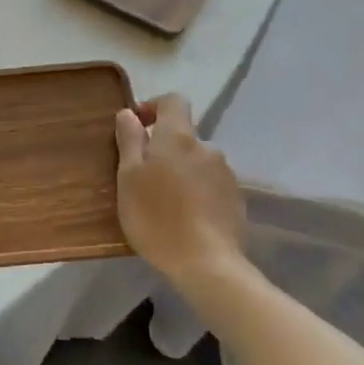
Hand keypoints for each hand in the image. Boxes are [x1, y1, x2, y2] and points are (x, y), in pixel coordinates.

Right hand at [114, 94, 246, 284]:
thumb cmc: (156, 217)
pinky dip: (195, 191)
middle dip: (163, 148)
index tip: (136, 127)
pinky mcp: (235, 199)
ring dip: (179, 171)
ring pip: (196, 161)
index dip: (153, 106)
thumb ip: (130, 141)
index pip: (173, 101)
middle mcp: (206, 148)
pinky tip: (184, 217)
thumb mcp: (128, 177)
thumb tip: (129, 114)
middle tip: (141, 177)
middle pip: (183, 135)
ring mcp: (226, 174)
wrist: (206, 263)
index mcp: (178, 137)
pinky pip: (209, 183)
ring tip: (162, 201)